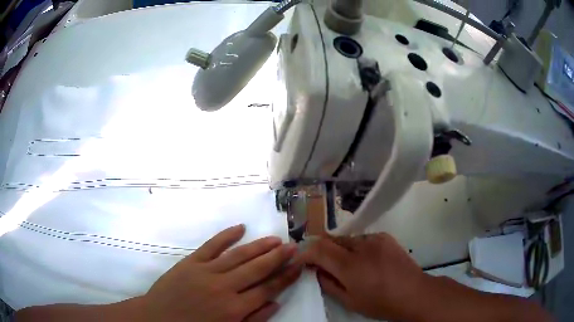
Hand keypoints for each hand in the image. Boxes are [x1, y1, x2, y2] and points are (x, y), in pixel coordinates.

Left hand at [140, 224, 301, 321]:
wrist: (158, 319)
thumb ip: (253, 319)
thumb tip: (275, 302)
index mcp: (234, 309)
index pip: (268, 289)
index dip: (286, 277)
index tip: (299, 265)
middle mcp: (223, 287)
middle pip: (257, 269)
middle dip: (278, 257)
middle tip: (294, 246)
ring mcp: (205, 272)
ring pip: (239, 255)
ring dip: (259, 246)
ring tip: (276, 239)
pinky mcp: (190, 262)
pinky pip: (211, 246)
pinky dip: (226, 235)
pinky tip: (240, 228)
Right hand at [295, 233, 428, 320]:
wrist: (414, 293)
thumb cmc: (380, 303)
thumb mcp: (349, 300)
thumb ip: (328, 283)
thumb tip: (316, 270)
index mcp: (350, 265)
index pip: (318, 248)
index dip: (306, 253)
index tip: (301, 261)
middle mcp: (361, 246)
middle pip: (331, 240)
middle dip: (322, 250)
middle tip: (321, 264)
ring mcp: (375, 238)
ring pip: (347, 238)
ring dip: (339, 249)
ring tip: (346, 264)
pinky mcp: (385, 236)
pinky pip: (362, 239)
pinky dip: (356, 247)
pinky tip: (365, 260)